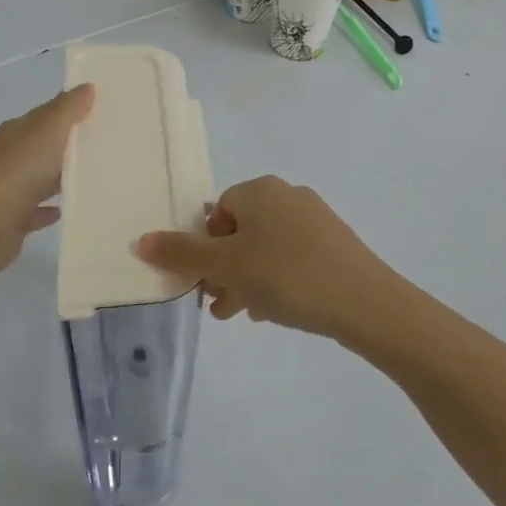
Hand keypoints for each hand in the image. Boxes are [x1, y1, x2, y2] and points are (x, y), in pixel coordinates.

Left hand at [0, 85, 93, 276]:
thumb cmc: (16, 172)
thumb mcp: (46, 131)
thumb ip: (67, 109)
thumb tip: (86, 86)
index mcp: (15, 133)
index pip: (45, 115)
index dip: (70, 111)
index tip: (101, 111)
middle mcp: (9, 158)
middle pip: (43, 147)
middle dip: (69, 145)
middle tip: (107, 146)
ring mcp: (8, 190)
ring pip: (40, 179)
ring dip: (61, 178)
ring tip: (94, 178)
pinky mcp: (11, 220)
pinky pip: (35, 211)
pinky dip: (49, 209)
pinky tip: (69, 210)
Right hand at [137, 176, 403, 342]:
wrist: (365, 302)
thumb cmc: (288, 276)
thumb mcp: (226, 266)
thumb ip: (181, 254)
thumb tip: (140, 240)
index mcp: (260, 190)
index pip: (217, 212)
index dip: (205, 247)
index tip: (205, 282)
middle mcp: (288, 195)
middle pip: (240, 231)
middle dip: (224, 269)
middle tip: (219, 306)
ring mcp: (316, 219)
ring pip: (265, 248)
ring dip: (247, 279)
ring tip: (244, 314)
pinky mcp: (334, 244)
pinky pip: (291, 258)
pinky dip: (276, 280)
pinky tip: (276, 311)